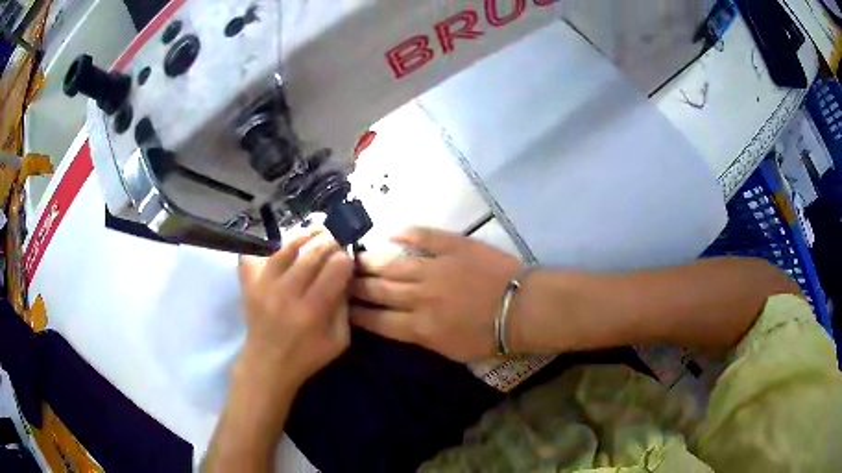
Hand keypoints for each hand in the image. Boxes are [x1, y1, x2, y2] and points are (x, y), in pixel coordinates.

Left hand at [235, 232, 353, 417]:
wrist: (267, 365)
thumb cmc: (307, 356)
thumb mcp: (339, 340)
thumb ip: (345, 307)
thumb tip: (345, 276)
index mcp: (313, 311)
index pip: (335, 269)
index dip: (345, 258)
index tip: (348, 258)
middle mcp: (286, 294)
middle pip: (312, 253)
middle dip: (330, 241)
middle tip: (336, 240)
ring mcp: (264, 286)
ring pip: (286, 247)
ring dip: (305, 235)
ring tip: (316, 233)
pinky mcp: (249, 284)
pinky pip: (253, 255)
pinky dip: (264, 245)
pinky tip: (280, 244)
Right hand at [350, 227, 523, 361]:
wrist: (523, 310)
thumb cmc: (490, 337)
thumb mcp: (452, 351)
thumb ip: (421, 337)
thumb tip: (398, 323)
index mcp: (420, 328)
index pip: (377, 320)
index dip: (356, 313)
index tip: (341, 306)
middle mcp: (420, 298)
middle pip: (377, 290)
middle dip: (354, 285)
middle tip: (338, 277)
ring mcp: (435, 268)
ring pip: (392, 264)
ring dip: (370, 261)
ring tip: (353, 257)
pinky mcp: (453, 247)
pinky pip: (423, 236)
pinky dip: (404, 233)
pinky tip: (387, 232)